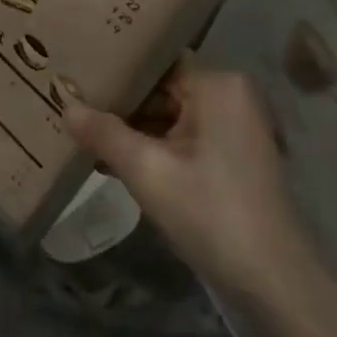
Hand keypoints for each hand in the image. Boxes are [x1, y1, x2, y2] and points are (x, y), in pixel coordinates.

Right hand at [62, 60, 308, 294]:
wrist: (270, 276)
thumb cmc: (208, 212)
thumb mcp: (147, 171)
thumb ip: (104, 133)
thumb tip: (66, 104)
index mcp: (217, 85)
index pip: (156, 61)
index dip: (116, 69)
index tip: (76, 74)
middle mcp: (231, 95)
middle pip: (163, 87)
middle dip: (120, 103)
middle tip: (72, 106)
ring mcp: (236, 125)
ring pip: (172, 114)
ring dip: (134, 129)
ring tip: (84, 135)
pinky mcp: (234, 153)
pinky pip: (186, 136)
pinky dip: (156, 147)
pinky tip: (115, 162)